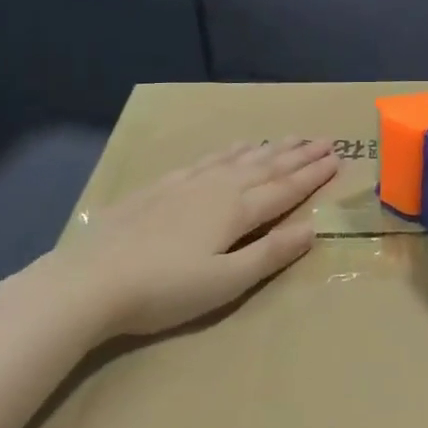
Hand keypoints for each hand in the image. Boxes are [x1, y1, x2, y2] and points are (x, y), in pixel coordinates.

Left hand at [22, 137, 338, 341]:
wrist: (89, 281)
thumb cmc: (164, 290)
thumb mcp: (226, 281)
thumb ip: (270, 253)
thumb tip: (313, 229)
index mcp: (237, 211)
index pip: (285, 189)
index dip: (312, 174)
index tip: (337, 157)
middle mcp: (218, 188)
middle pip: (266, 167)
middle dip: (298, 154)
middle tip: (324, 139)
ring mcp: (188, 184)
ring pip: (239, 158)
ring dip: (269, 148)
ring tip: (290, 137)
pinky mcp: (161, 187)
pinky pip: (207, 160)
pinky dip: (228, 151)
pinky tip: (234, 147)